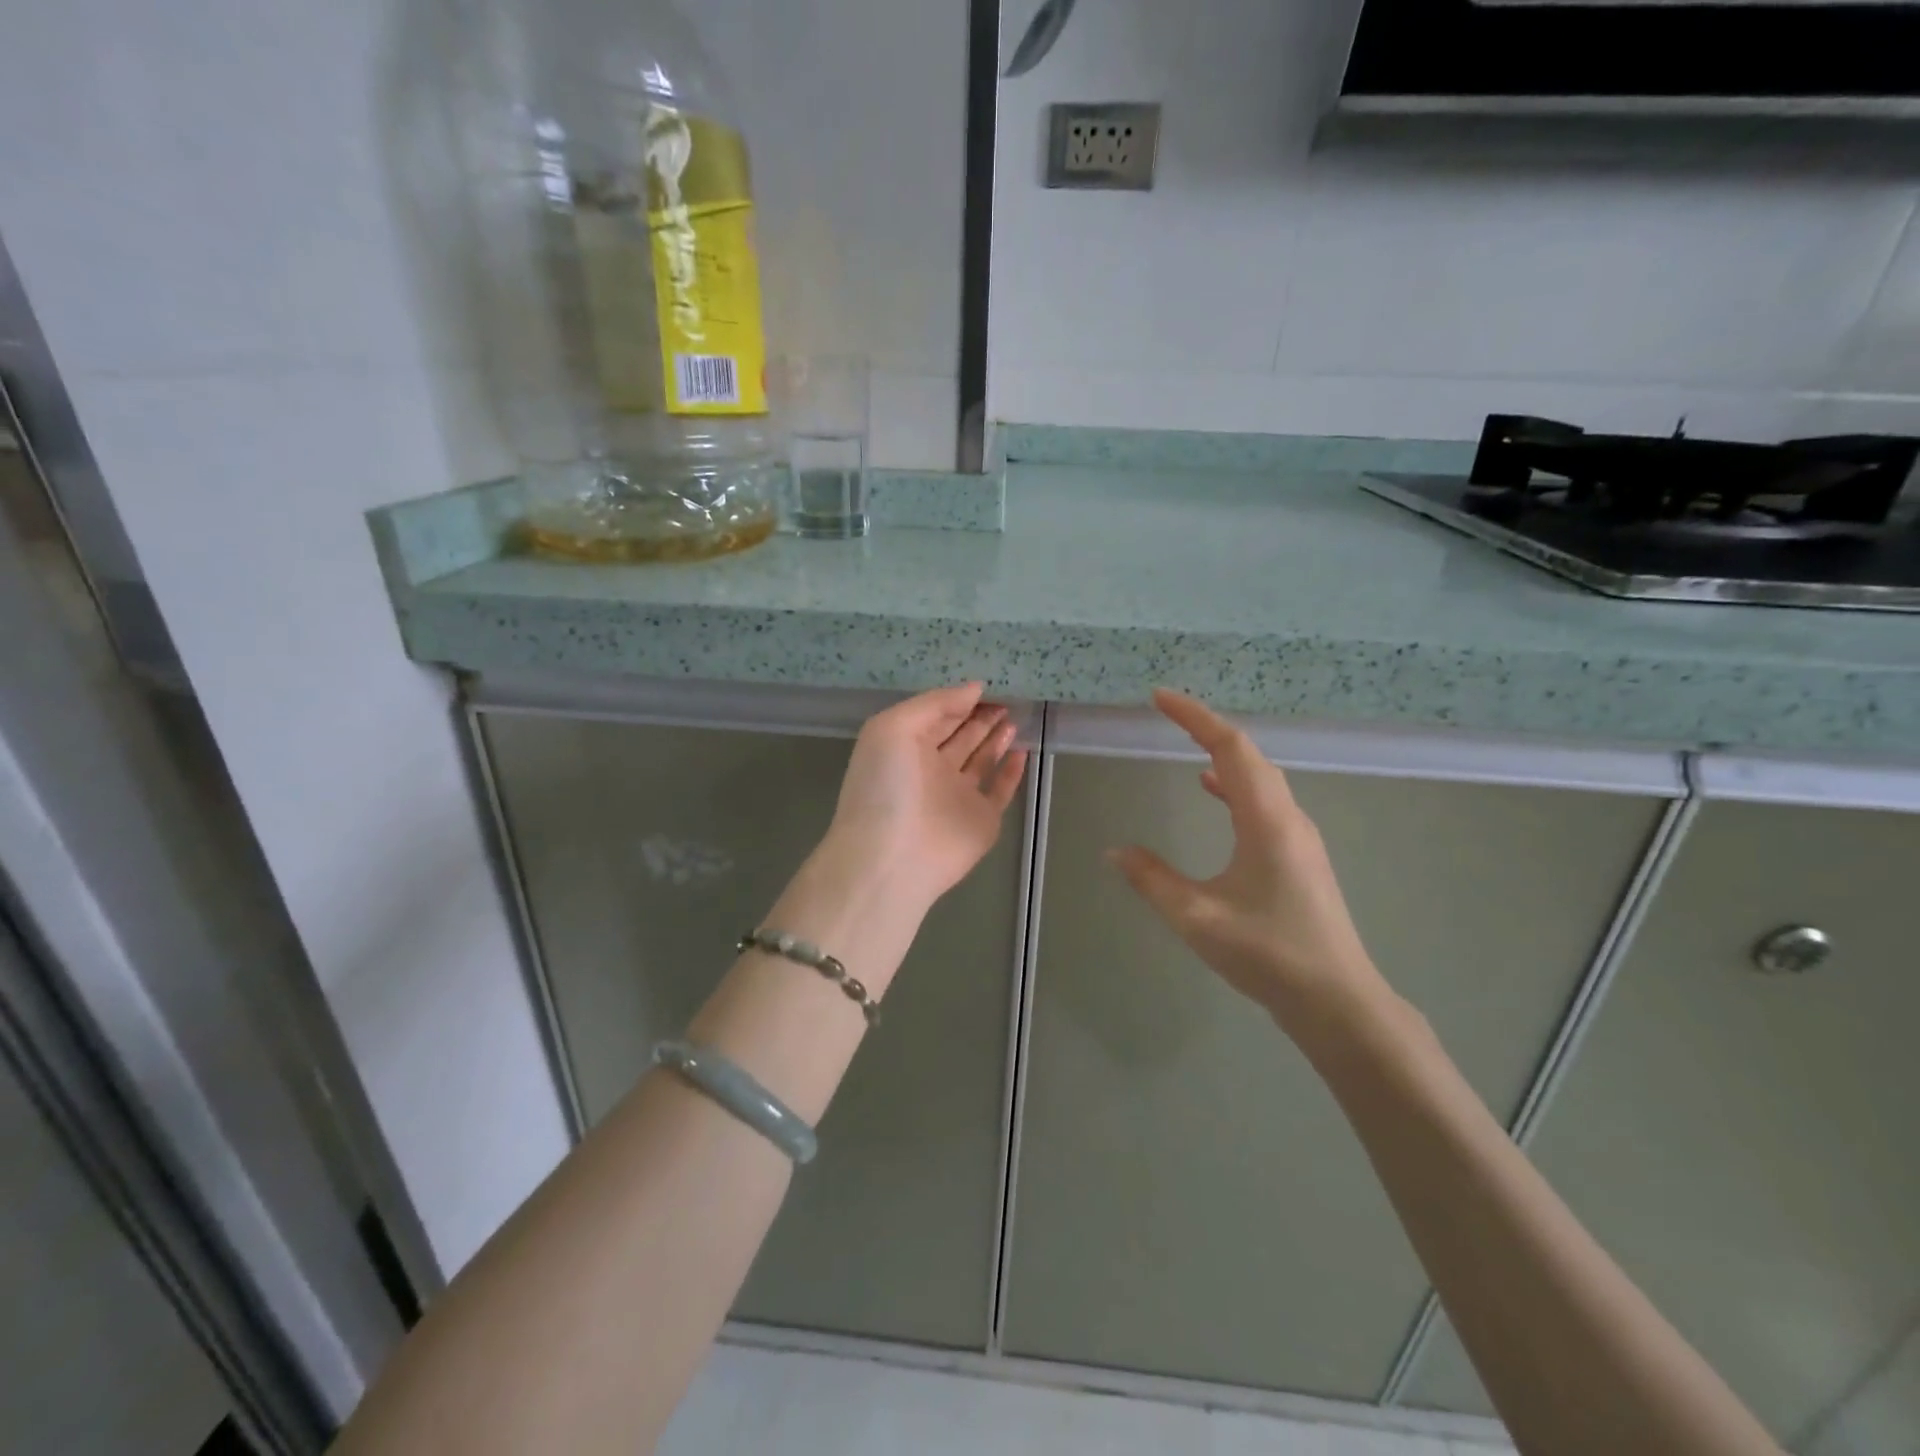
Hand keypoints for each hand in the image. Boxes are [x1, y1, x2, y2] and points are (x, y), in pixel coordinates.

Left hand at [826, 683, 1028, 908]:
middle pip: (961, 736)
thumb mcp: (895, 727)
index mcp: (905, 747)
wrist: (893, 857)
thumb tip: (975, 688)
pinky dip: (1012, 772)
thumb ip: (935, 703)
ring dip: (996, 739)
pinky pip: (1001, 790)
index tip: (987, 685)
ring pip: (981, 760)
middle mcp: (931, 769)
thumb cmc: (886, 785)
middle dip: (981, 717)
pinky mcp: (982, 820)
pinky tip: (1022, 751)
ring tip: (1014, 717)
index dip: (959, 701)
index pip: (936, 716)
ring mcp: (957, 796)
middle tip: (1008, 698)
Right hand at [1109, 690, 1387, 1033]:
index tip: (1160, 698)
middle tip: (1166, 714)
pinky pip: (1263, 801)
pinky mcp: (1299, 855)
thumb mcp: (1197, 917)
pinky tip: (1212, 792)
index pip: (1230, 748)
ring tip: (1187, 743)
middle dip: (1206, 727)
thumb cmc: (1269, 954)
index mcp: (1266, 820)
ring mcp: (1298, 836)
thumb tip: (1114, 850)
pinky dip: (1234, 785)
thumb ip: (1152, 879)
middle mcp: (1288, 817)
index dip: (1195, 717)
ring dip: (1223, 754)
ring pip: (1259, 777)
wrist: (1337, 1002)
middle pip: (1248, 755)